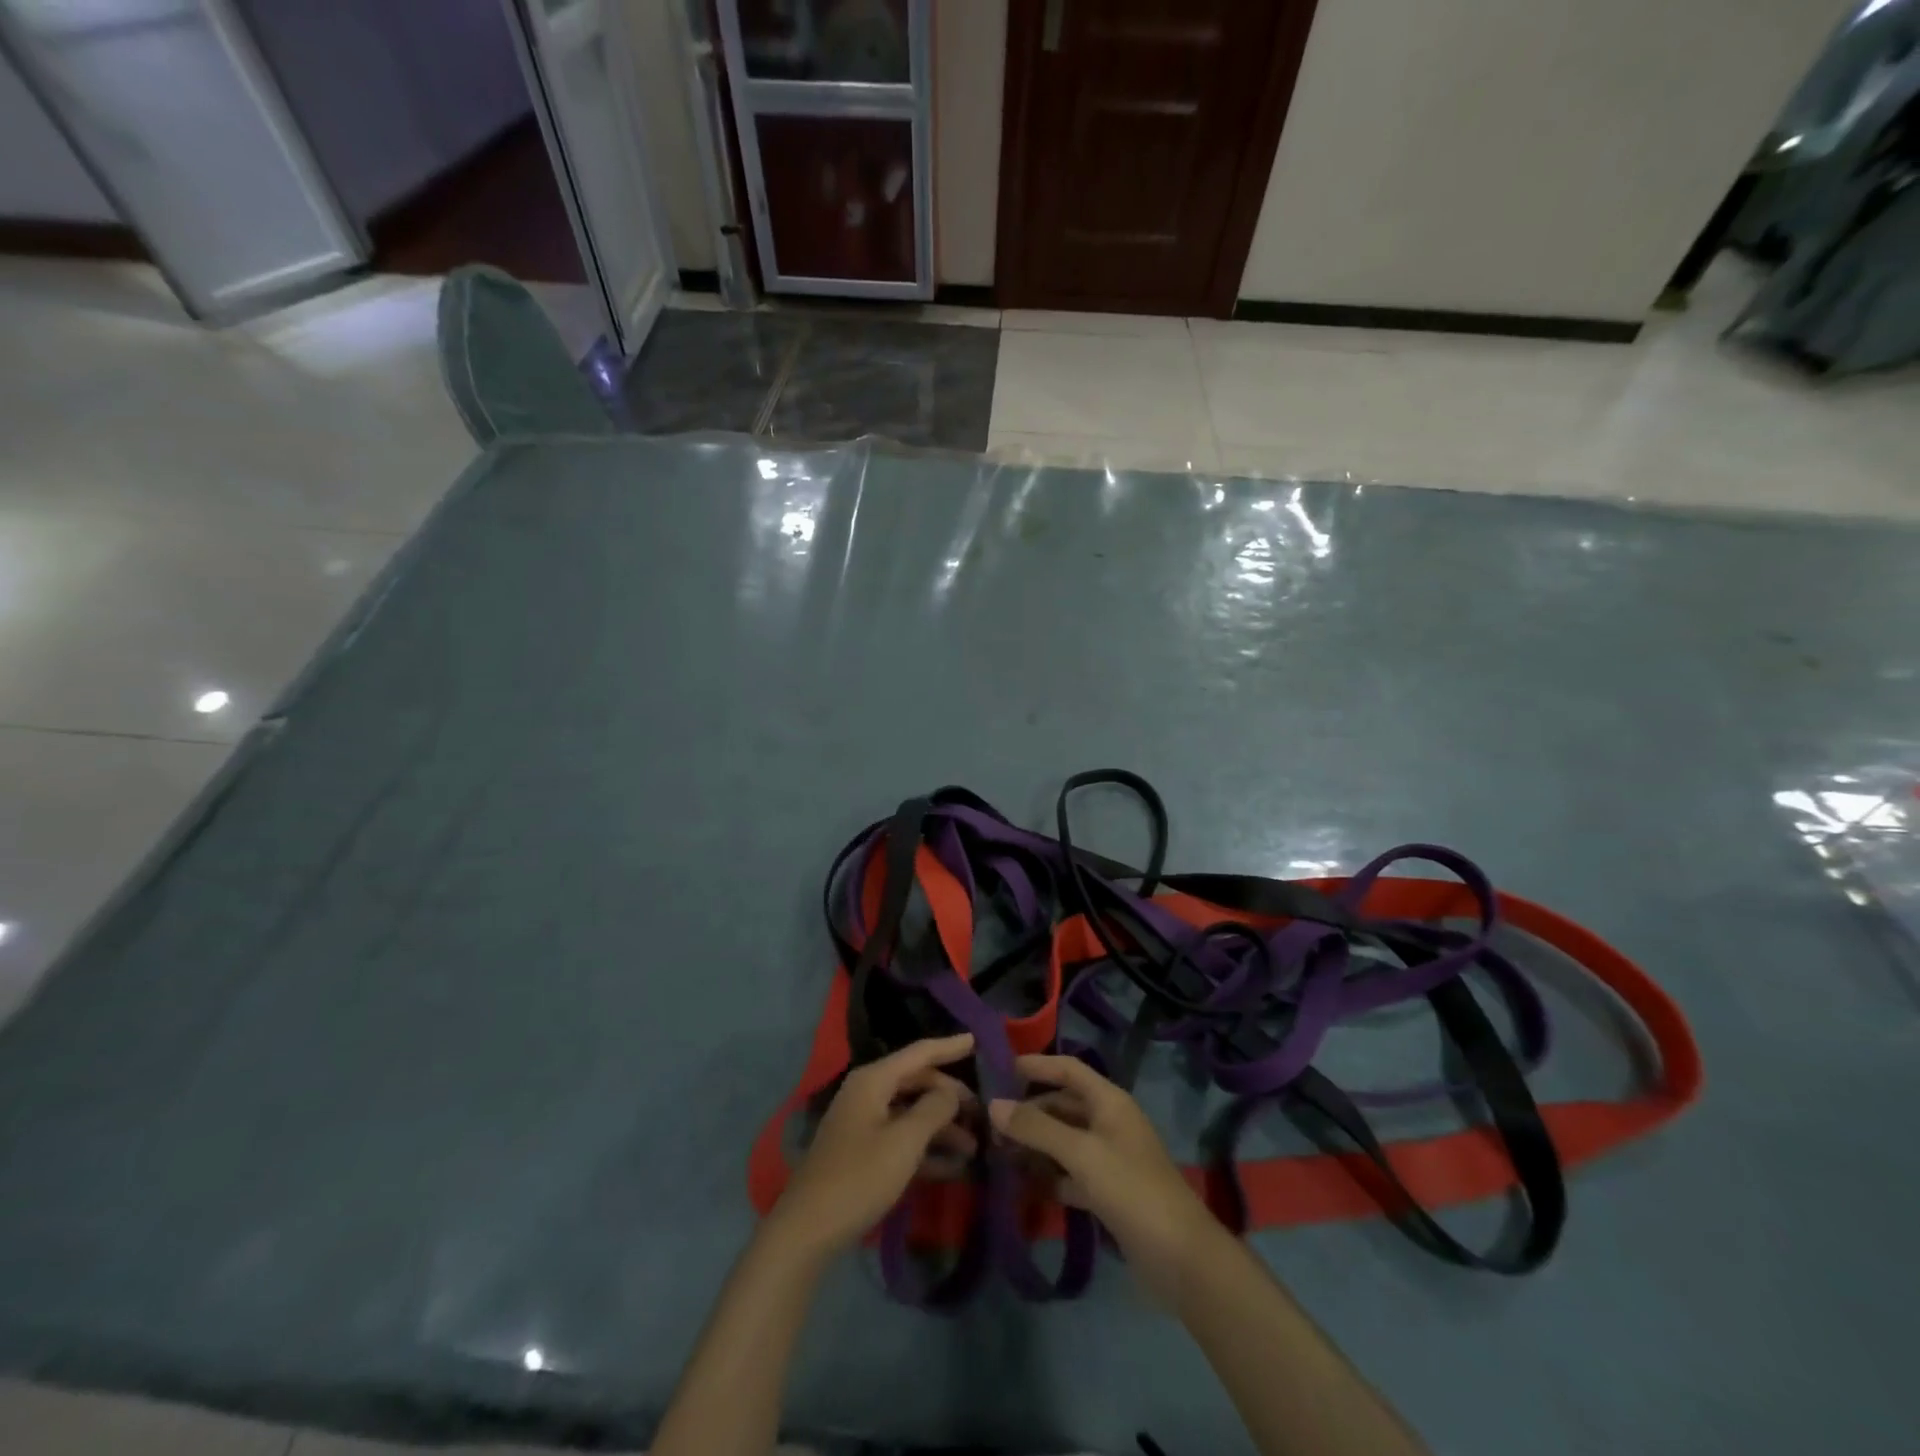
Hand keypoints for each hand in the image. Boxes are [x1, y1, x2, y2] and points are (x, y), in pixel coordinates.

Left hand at [769, 1034, 977, 1259]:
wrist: (808, 1230)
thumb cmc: (859, 1177)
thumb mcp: (904, 1142)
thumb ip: (933, 1110)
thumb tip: (951, 1091)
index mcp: (873, 1080)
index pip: (919, 1053)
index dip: (949, 1046)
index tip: (977, 1039)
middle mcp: (867, 1093)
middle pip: (917, 1082)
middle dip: (949, 1096)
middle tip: (982, 1112)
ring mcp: (863, 1123)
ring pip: (911, 1113)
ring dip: (942, 1127)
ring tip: (974, 1147)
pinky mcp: (862, 1153)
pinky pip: (901, 1139)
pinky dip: (925, 1149)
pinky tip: (952, 1168)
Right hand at [990, 1054, 1220, 1302]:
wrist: (1181, 1258)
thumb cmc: (1131, 1189)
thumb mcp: (1081, 1153)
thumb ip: (1036, 1128)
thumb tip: (993, 1105)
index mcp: (1109, 1101)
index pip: (1068, 1069)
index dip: (1037, 1065)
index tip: (1000, 1069)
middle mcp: (1109, 1123)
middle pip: (1063, 1106)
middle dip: (1029, 1111)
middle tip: (989, 1123)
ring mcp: (1110, 1159)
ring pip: (1064, 1141)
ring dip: (1035, 1145)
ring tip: (997, 1152)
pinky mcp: (1108, 1193)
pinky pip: (1070, 1174)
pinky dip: (1049, 1176)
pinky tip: (1023, 1184)